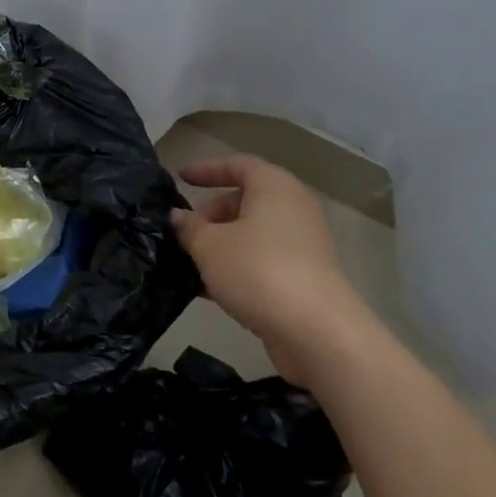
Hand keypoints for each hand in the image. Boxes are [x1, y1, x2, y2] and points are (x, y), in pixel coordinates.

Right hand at [171, 155, 380, 381]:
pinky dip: (237, 267)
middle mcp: (293, 208)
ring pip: (252, 234)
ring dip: (221, 244)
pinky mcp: (304, 276)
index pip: (237, 165)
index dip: (207, 169)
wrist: (316, 331)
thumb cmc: (258, 270)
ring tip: (189, 263)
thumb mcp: (209, 245)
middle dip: (211, 214)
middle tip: (184, 233)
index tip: (181, 178)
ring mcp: (302, 244)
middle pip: (245, 200)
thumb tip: (179, 217)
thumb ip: (189, 227)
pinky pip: (262, 260)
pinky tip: (209, 290)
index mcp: (274, 187)